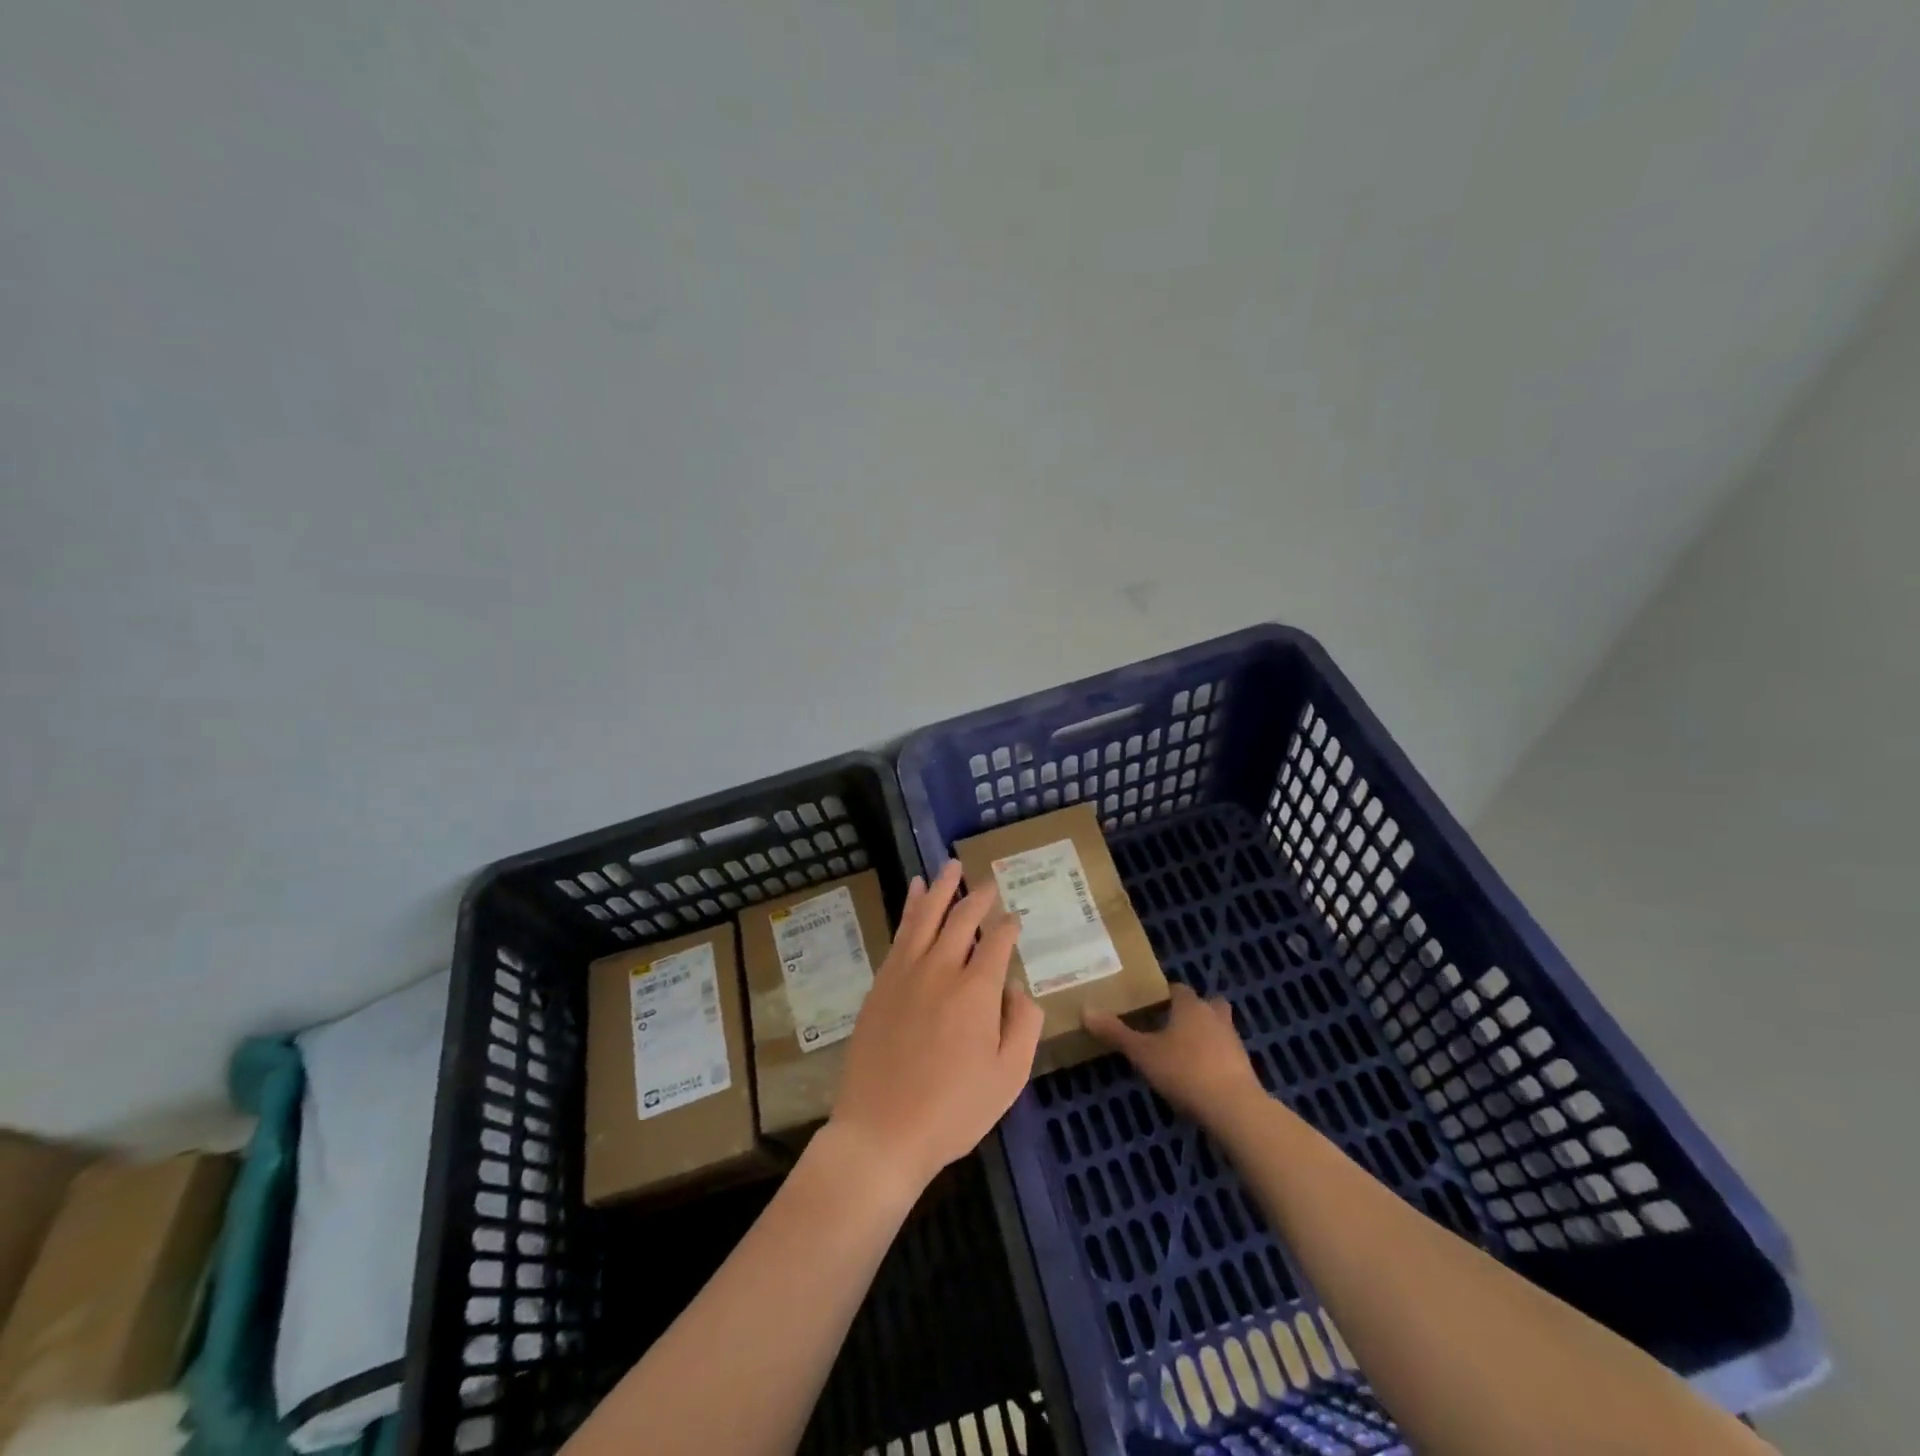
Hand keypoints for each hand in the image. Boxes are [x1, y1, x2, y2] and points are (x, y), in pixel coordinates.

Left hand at [825, 861, 1043, 1198]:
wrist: (881, 1132)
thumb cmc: (953, 1111)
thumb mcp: (1008, 1077)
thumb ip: (1023, 1024)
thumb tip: (1016, 986)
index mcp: (977, 991)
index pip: (996, 942)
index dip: (1008, 927)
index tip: (1015, 918)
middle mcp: (941, 969)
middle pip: (962, 919)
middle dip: (978, 897)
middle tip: (989, 882)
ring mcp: (906, 973)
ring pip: (927, 916)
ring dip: (942, 888)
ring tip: (951, 865)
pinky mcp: (881, 983)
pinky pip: (900, 932)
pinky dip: (910, 907)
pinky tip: (915, 893)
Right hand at [1086, 983, 1265, 1125]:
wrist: (1234, 1108)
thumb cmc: (1184, 1070)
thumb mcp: (1142, 1053)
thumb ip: (1115, 1032)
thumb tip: (1085, 1010)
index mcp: (1190, 1005)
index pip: (1177, 989)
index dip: (1163, 996)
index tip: (1148, 1006)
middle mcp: (1214, 1016)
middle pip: (1206, 1004)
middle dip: (1192, 1012)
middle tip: (1170, 1026)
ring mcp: (1233, 1041)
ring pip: (1218, 1029)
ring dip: (1205, 1036)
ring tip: (1182, 1053)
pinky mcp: (1244, 1067)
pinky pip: (1225, 1054)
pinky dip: (1214, 1060)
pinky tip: (1199, 1077)